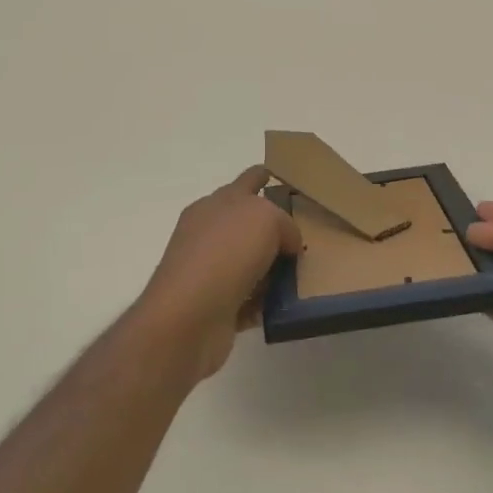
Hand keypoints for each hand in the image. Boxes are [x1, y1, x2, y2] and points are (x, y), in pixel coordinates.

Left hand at [136, 166, 301, 382]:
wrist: (188, 317)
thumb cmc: (225, 253)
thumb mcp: (266, 218)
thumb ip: (283, 223)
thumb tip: (287, 245)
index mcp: (217, 203)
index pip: (246, 181)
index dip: (263, 176)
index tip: (277, 176)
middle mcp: (209, 233)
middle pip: (247, 224)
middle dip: (273, 228)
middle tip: (304, 235)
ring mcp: (209, 270)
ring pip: (249, 262)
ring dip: (271, 268)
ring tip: (302, 274)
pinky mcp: (214, 306)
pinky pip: (248, 298)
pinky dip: (264, 301)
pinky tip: (285, 305)